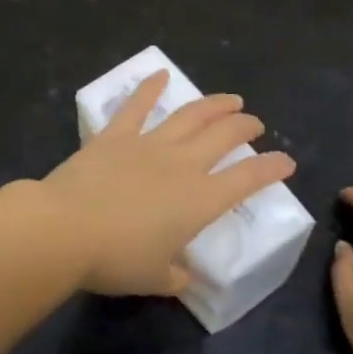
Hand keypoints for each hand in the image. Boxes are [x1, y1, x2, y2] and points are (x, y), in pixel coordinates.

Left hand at [39, 71, 297, 296]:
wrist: (65, 229)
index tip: (287, 161)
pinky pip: (136, 106)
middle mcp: (182, 164)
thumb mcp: (155, 279)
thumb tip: (185, 277)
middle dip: (245, 127)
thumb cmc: (116, 260)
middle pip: (223, 136)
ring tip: (231, 99)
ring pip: (190, 115)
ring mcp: (149, 144)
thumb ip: (176, 276)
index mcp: (200, 200)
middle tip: (255, 123)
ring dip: (214, 104)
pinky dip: (150, 87)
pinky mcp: (115, 135)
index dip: (271, 168)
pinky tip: (161, 74)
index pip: (247, 179)